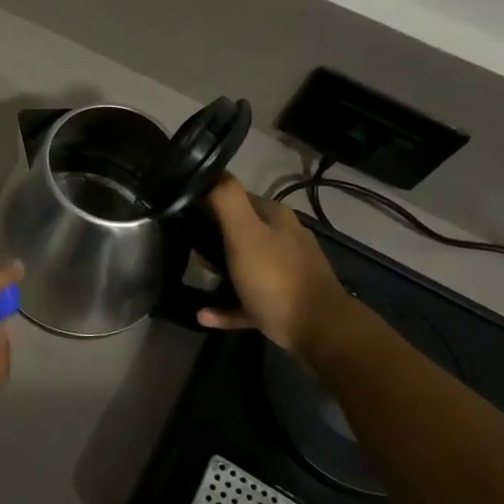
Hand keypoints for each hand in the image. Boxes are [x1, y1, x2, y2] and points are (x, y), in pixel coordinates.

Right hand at [199, 175, 357, 358]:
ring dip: (219, 271)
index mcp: (275, 218)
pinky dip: (226, 305)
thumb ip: (227, 200)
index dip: (209, 202)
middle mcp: (284, 239)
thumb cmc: (276, 277)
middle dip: (213, 237)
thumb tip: (211, 172)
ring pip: (244, 265)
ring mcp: (286, 272)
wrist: (320, 331)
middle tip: (186, 246)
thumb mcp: (244, 233)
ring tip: (196, 275)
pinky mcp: (283, 303)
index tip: (183, 212)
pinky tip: (204, 314)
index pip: (237, 197)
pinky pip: (247, 300)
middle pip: (241, 231)